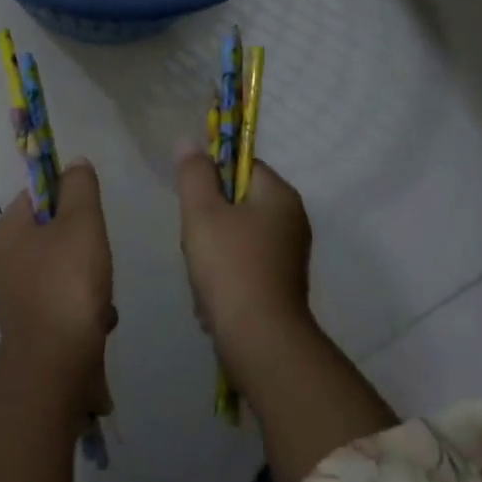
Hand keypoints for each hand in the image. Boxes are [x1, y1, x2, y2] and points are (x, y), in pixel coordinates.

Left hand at [0, 160, 116, 399]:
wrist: (56, 366)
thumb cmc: (68, 284)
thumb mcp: (81, 222)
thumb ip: (80, 187)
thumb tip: (74, 163)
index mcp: (6, 232)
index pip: (37, 195)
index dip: (68, 197)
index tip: (91, 215)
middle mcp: (2, 262)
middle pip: (52, 232)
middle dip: (83, 243)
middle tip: (99, 255)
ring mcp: (14, 296)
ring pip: (61, 268)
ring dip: (88, 276)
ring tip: (102, 293)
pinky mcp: (30, 325)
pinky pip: (62, 300)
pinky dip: (82, 305)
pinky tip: (99, 320)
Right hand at [173, 147, 312, 354]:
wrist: (260, 341)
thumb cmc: (231, 267)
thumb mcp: (202, 213)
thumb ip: (194, 174)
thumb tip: (189, 140)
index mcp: (280, 196)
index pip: (242, 166)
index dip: (212, 179)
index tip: (195, 203)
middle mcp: (292, 221)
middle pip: (236, 204)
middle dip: (208, 223)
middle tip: (196, 243)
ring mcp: (289, 256)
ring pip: (235, 238)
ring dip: (211, 255)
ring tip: (203, 277)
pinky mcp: (281, 286)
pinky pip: (244, 268)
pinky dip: (225, 280)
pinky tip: (212, 300)